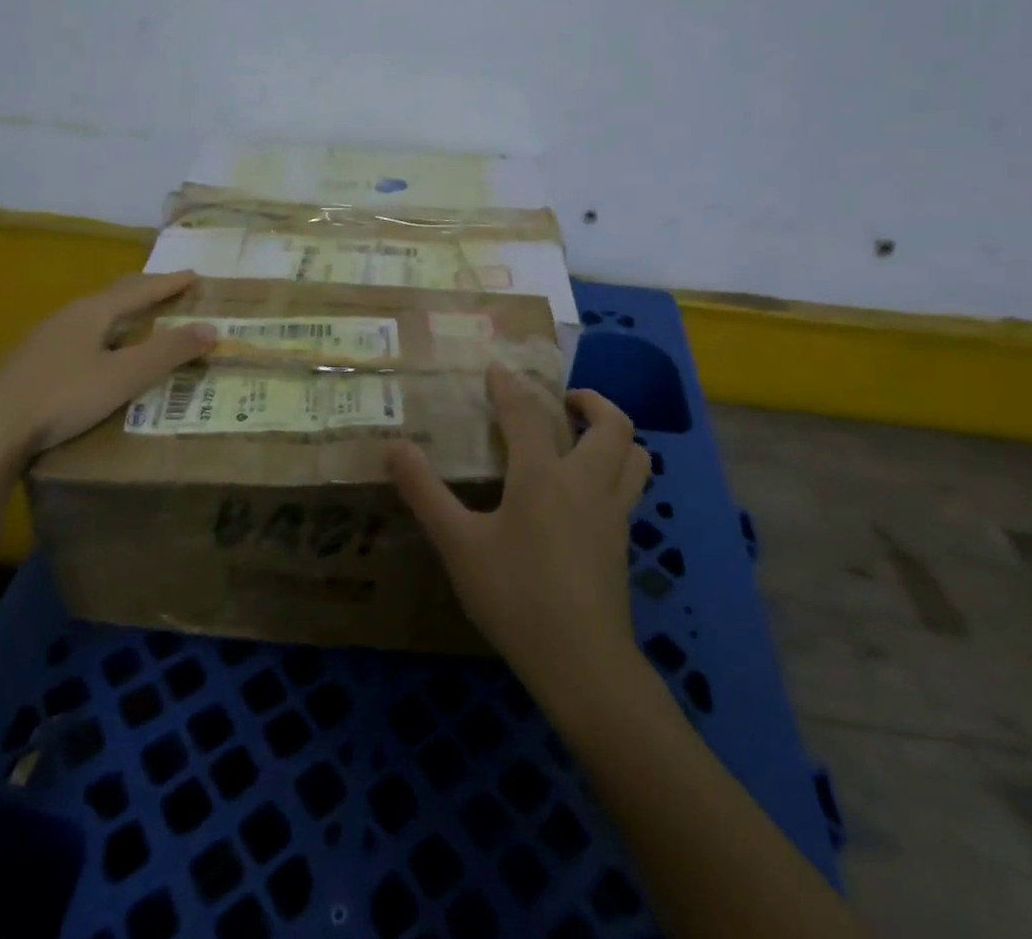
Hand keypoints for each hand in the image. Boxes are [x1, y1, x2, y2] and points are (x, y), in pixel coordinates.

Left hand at [0, 271, 215, 496]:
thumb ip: (168, 353)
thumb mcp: (124, 376)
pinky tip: (99, 351)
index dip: (169, 283)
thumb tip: (211, 329)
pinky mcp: (32, 361)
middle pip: (114, 295)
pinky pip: (79, 334)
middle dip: (145, 290)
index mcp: (93, 312)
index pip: (140, 289)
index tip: (194, 275)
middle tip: (170, 289)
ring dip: (122, 312)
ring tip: (139, 318)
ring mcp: (46, 337)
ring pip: (94, 314)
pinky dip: (103, 332)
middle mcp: (69, 316)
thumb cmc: (64, 396)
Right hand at [388, 364, 647, 705]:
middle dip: (591, 400)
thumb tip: (394, 448)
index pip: (526, 414)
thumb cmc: (515, 596)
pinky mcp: (623, 541)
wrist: (582, 663)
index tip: (496, 369)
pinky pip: (632, 486)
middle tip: (564, 401)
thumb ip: (425, 493)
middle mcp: (586, 482)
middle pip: (611, 424)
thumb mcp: (458, 545)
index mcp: (542, 475)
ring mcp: (613, 512)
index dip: (509, 386)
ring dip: (615, 433)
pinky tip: (590, 489)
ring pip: (637, 455)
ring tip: (586, 435)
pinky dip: (619, 468)